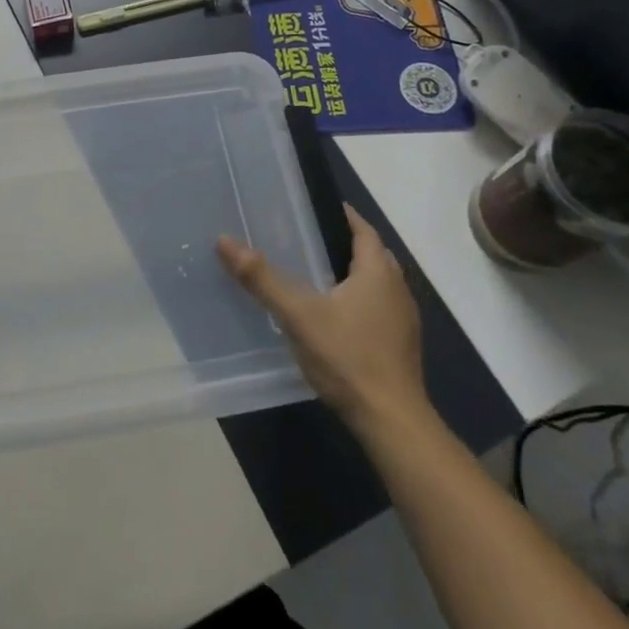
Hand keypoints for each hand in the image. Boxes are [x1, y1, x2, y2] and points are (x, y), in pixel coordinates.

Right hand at [217, 205, 431, 434]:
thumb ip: (262, 278)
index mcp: (378, 273)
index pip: (364, 230)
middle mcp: (398, 290)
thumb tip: (224, 241)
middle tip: (309, 239)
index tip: (317, 207)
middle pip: (373, 255)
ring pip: (378, 284)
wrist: (391, 421)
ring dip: (353, 275)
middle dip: (345, 244)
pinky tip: (333, 317)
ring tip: (316, 274)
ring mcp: (403, 321)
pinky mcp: (401, 347)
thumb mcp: (298, 314)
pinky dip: (358, 302)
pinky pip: (378, 310)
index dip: (344, 216)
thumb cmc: (347, 357)